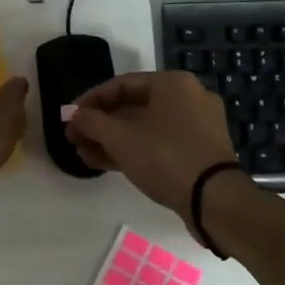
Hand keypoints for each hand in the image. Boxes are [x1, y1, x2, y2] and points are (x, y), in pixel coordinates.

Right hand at [66, 72, 238, 222]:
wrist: (216, 201)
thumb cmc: (166, 158)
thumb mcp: (121, 139)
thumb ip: (92, 123)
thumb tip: (74, 115)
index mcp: (172, 83)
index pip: (121, 85)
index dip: (90, 101)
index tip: (69, 118)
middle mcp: (189, 97)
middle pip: (133, 106)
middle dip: (100, 124)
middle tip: (75, 139)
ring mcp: (198, 125)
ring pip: (145, 127)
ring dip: (113, 140)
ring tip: (85, 155)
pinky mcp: (200, 150)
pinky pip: (160, 142)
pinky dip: (135, 149)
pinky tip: (107, 163)